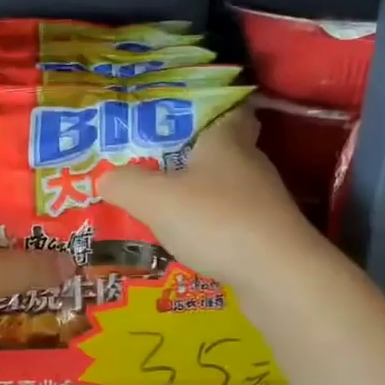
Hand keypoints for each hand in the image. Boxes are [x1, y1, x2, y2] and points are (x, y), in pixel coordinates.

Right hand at [98, 107, 324, 293]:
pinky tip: (186, 240)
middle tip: (154, 161)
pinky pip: (230, 221)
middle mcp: (249, 164)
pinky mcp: (266, 234)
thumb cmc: (216, 221)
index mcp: (226, 141)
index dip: (204, 108)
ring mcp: (262, 202)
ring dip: (199, 194)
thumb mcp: (156, 199)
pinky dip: (210, 227)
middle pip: (221, 150)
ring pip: (225, 188)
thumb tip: (105, 178)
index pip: (225, 108)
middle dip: (192, 155)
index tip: (177, 114)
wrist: (278, 276)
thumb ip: (125, 184)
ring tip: (161, 205)